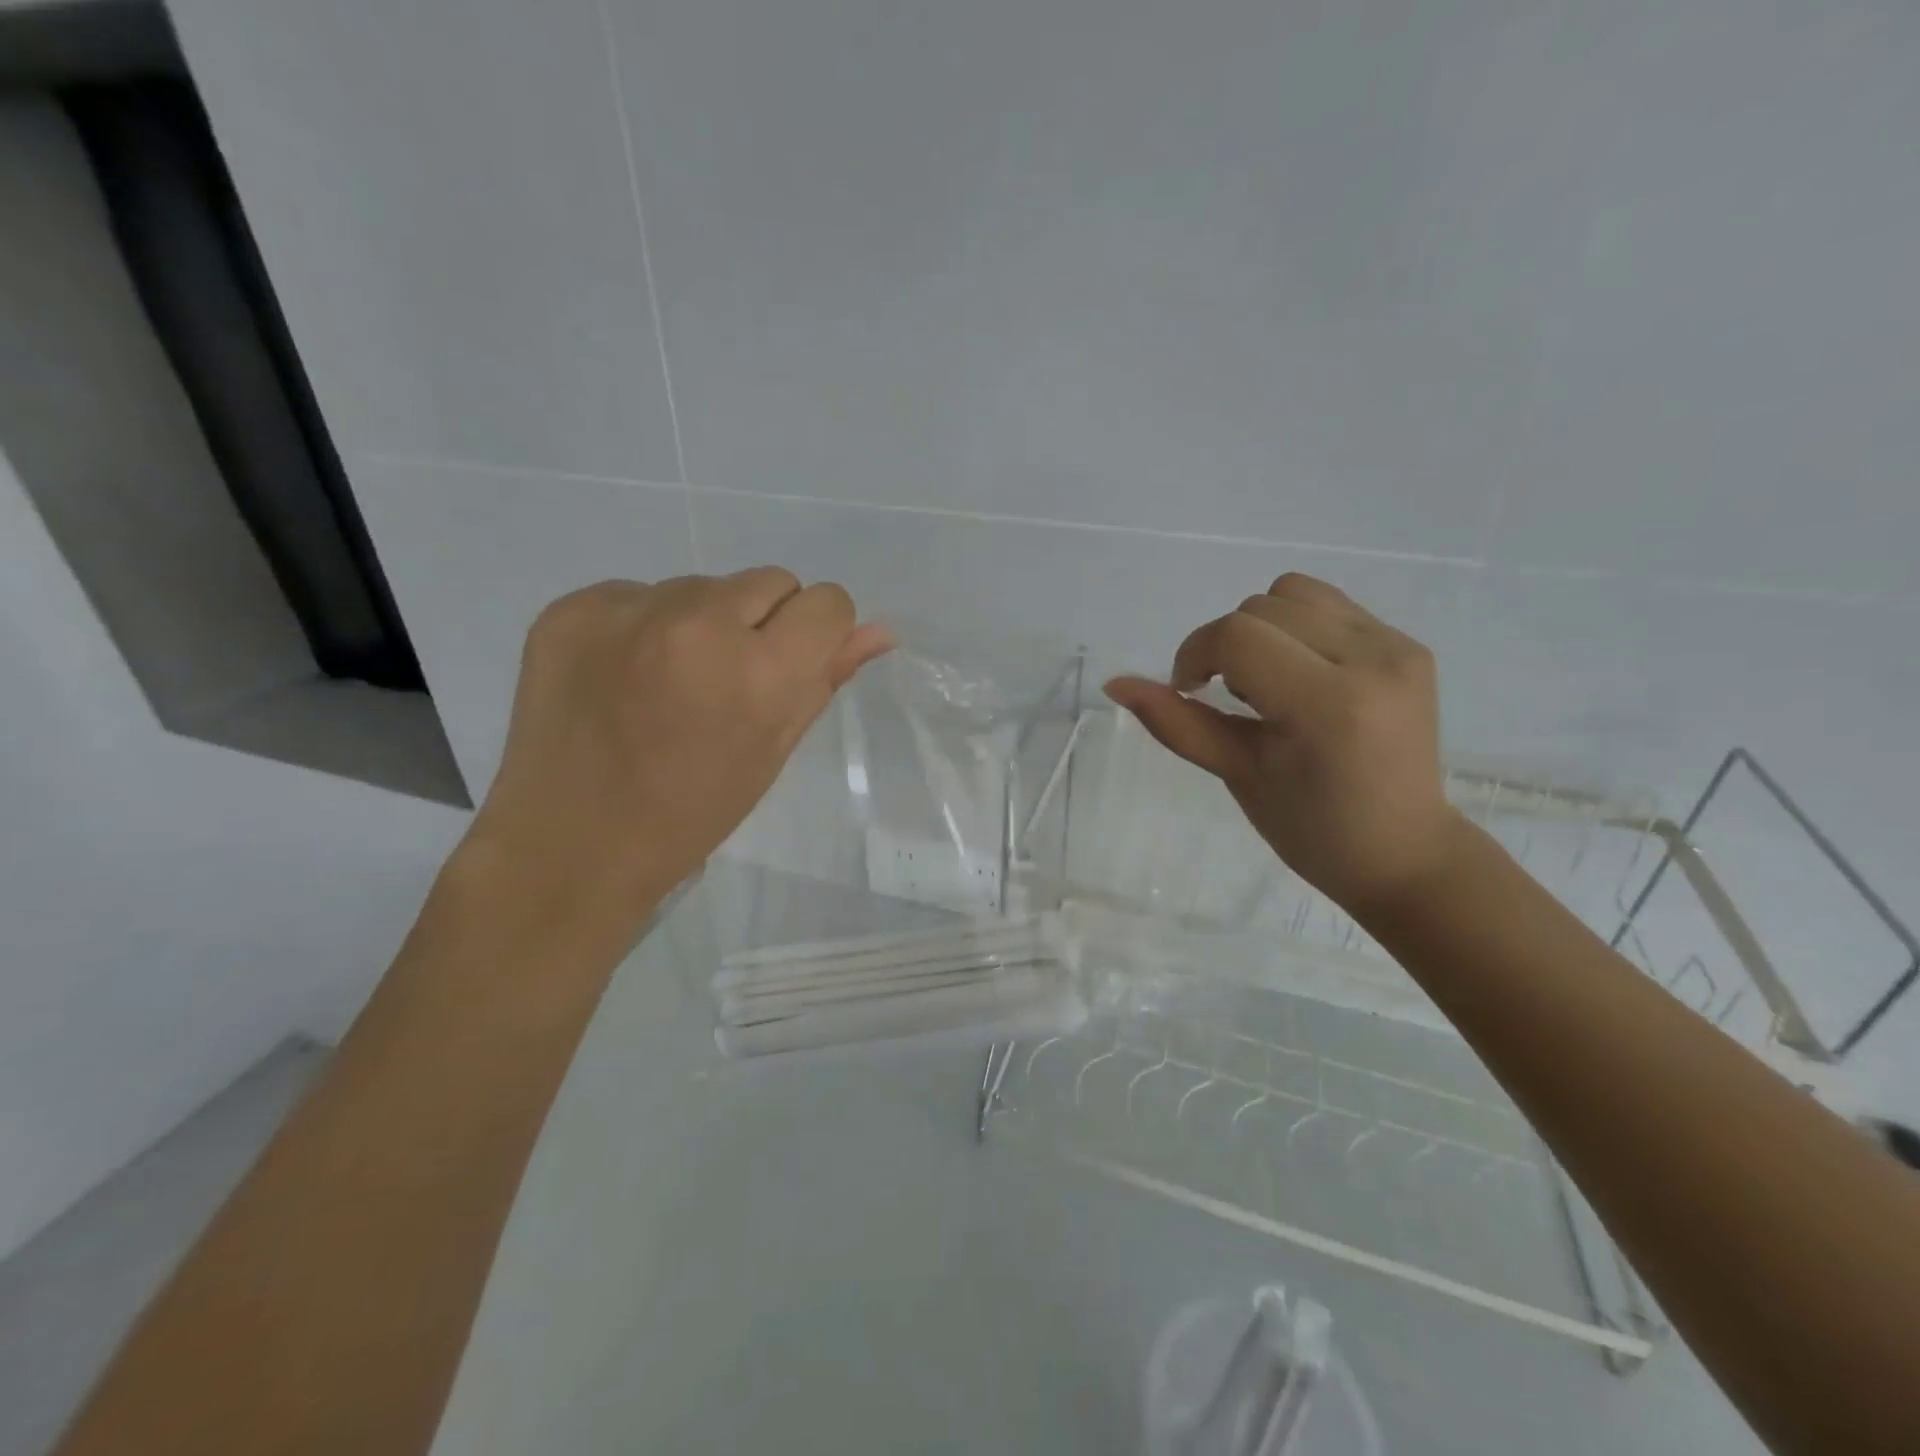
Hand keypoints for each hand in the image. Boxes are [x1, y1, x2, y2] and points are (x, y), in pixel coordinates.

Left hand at [461, 569, 891, 935]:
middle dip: (764, 622)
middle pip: (770, 580)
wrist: (574, 844)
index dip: (818, 634)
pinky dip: (643, 626)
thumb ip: (826, 679)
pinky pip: (638, 593)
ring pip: (701, 586)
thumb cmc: (693, 811)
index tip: (790, 667)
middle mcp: (696, 622)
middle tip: (728, 679)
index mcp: (759, 671)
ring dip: (702, 622)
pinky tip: (621, 676)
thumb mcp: (773, 750)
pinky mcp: (572, 608)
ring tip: (668, 683)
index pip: (827, 603)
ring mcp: (626, 610)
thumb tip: (881, 632)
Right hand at [1105, 573, 1462, 914]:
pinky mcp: (1409, 646)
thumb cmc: (1310, 829)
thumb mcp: (1236, 774)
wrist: (1403, 851)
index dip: (1195, 655)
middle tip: (1233, 700)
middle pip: (1261, 607)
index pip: (1237, 637)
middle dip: (1225, 646)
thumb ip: (1176, 722)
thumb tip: (1115, 684)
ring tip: (1270, 682)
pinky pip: (1329, 606)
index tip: (1188, 691)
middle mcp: (1371, 660)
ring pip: (1293, 593)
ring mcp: (1397, 648)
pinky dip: (1295, 629)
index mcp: (1328, 704)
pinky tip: (1302, 676)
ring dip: (1260, 629)